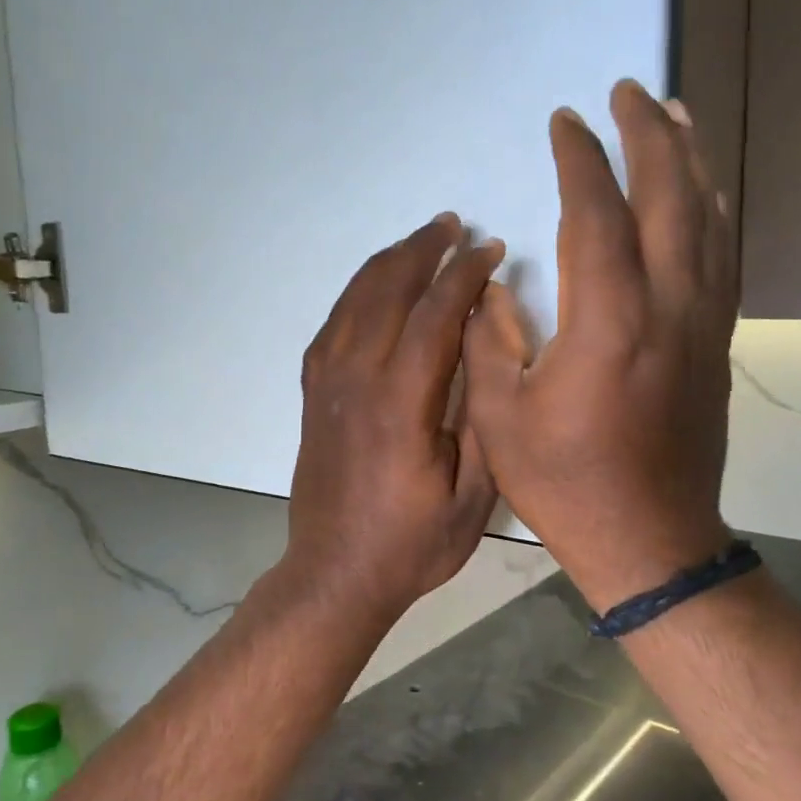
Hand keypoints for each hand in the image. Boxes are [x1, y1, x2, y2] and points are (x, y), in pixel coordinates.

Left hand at [284, 213, 506, 631]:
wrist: (336, 574)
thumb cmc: (411, 544)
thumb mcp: (472, 499)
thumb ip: (482, 422)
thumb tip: (489, 354)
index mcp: (400, 406)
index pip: (433, 317)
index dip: (463, 276)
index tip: (488, 250)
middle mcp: (356, 382)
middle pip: (386, 293)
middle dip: (422, 252)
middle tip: (452, 226)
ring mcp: (327, 387)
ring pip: (353, 303)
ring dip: (387, 264)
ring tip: (417, 242)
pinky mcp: (312, 397)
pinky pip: (330, 329)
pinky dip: (353, 296)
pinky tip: (372, 288)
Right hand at [464, 80, 736, 609]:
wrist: (649, 538)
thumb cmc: (564, 482)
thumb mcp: (501, 416)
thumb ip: (492, 339)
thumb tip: (495, 284)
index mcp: (608, 321)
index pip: (597, 213)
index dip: (580, 159)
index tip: (564, 122)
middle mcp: (668, 306)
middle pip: (669, 196)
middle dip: (648, 134)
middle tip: (629, 90)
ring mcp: (703, 323)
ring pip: (708, 219)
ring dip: (691, 160)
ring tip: (674, 116)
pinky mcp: (717, 343)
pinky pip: (723, 256)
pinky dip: (713, 211)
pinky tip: (704, 194)